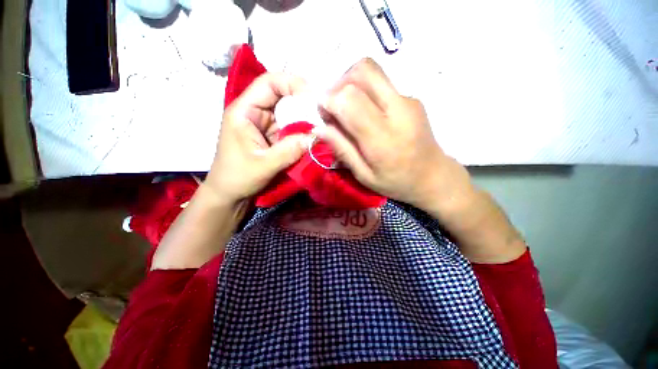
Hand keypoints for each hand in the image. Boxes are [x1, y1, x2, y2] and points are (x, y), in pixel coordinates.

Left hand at [205, 73, 309, 203]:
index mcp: (244, 111)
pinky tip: (312, 138)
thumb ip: (289, 151)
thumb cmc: (238, 178)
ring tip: (322, 127)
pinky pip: (291, 129)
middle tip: (323, 114)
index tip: (313, 96)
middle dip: (304, 103)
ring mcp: (265, 125)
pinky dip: (302, 132)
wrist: (230, 194)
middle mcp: (255, 113)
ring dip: (305, 120)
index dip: (292, 83)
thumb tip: (315, 137)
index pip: (269, 83)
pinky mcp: (272, 137)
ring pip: (289, 114)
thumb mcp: (264, 165)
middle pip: (282, 96)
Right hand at [316, 58, 474, 214]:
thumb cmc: (396, 182)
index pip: (350, 100)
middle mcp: (398, 111)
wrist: (433, 176)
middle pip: (362, 71)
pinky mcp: (412, 97)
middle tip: (334, 107)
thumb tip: (319, 128)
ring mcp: (408, 100)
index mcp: (383, 138)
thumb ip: (342, 150)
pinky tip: (365, 112)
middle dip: (339, 84)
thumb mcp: (364, 175)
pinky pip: (380, 83)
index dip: (329, 100)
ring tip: (346, 108)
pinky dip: (364, 90)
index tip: (323, 114)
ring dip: (350, 83)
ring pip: (371, 70)